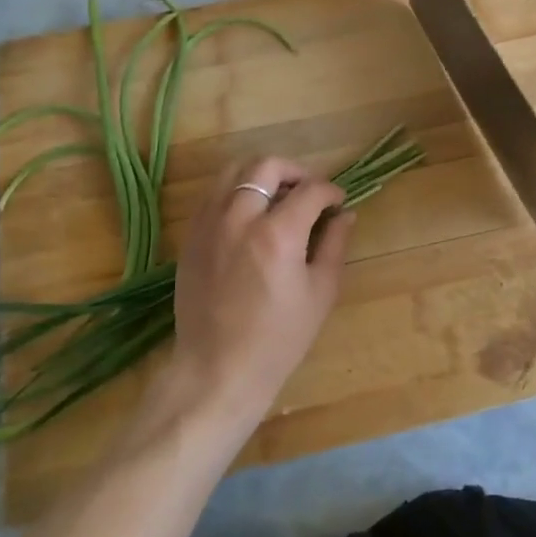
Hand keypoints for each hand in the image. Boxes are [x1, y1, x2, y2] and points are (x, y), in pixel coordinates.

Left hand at [168, 156, 353, 420]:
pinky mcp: (191, 237)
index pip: (310, 190)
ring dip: (262, 176)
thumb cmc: (278, 339)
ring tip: (277, 198)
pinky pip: (213, 195)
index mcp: (277, 234)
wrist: (218, 370)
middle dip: (295, 171)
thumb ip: (335, 245)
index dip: (331, 191)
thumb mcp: (320, 293)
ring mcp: (209, 225)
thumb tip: (345, 214)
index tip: (338, 203)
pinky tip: (250, 217)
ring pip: (234, 172)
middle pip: (266, 166)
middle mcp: (239, 218)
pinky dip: (236, 193)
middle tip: (309, 192)